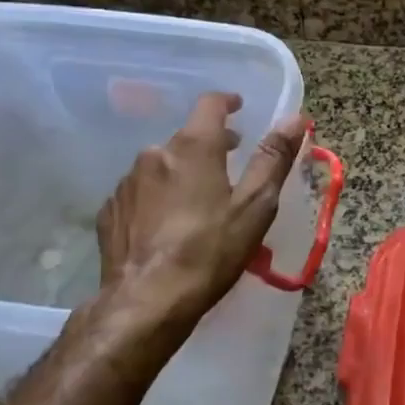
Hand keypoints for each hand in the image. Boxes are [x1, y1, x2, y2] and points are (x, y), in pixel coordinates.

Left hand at [88, 92, 305, 352]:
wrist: (146, 302)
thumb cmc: (210, 251)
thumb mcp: (256, 206)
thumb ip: (274, 158)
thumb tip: (295, 119)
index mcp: (194, 147)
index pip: (210, 104)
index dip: (227, 102)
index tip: (238, 108)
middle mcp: (154, 154)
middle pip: (186, 138)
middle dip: (210, 146)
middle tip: (230, 165)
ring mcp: (127, 183)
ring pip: (161, 166)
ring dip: (181, 174)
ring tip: (198, 204)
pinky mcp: (110, 211)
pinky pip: (140, 193)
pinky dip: (156, 199)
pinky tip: (166, 227)